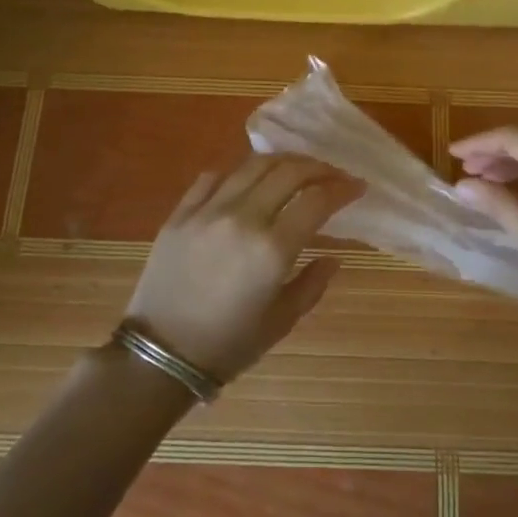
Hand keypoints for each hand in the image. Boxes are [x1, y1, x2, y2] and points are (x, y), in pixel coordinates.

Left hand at [125, 154, 364, 382]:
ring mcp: (207, 211)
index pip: (316, 200)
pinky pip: (212, 178)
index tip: (357, 187)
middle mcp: (242, 218)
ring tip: (295, 169)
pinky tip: (246, 182)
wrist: (160, 354)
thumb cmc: (227, 345)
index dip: (342, 188)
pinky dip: (237, 173)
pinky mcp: (180, 213)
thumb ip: (312, 285)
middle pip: (288, 171)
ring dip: (281, 162)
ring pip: (251, 165)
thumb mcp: (280, 321)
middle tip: (332, 174)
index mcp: (272, 249)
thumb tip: (334, 258)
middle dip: (318, 167)